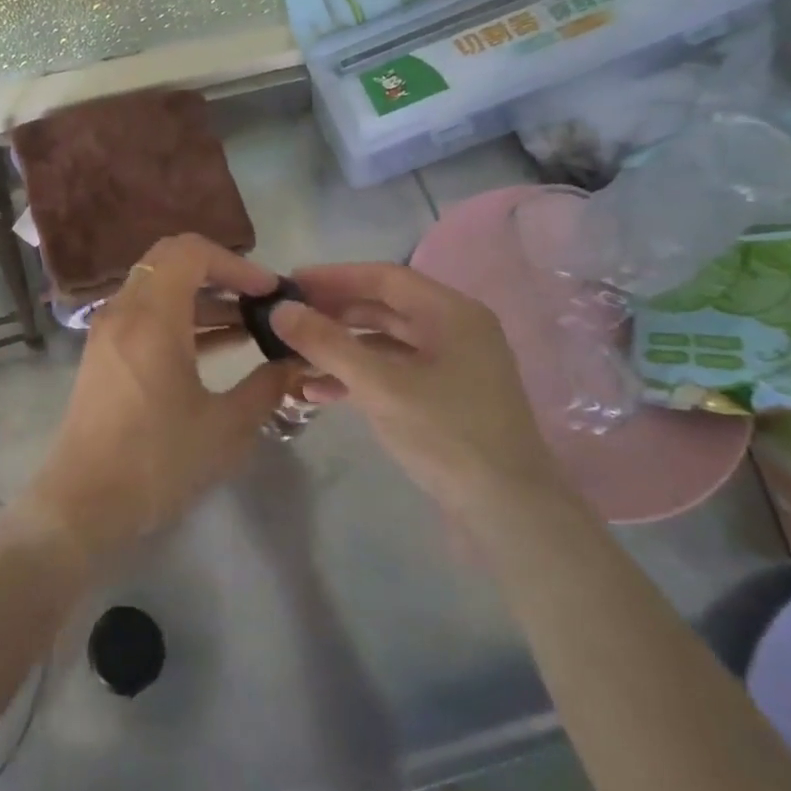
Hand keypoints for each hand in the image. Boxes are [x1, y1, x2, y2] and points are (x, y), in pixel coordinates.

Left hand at [24, 234, 296, 563]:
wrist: (84, 503)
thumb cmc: (157, 462)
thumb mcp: (226, 427)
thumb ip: (267, 386)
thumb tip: (294, 363)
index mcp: (151, 317)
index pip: (191, 252)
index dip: (236, 263)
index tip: (269, 293)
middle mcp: (124, 311)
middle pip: (171, 260)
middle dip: (220, 272)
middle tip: (259, 301)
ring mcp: (108, 330)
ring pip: (159, 287)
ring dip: (203, 297)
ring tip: (250, 326)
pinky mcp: (104, 352)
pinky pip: (146, 313)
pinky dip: (181, 317)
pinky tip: (218, 346)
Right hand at [270, 264, 570, 523]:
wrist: (510, 514)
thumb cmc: (448, 436)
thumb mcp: (380, 386)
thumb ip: (328, 344)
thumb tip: (280, 309)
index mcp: (452, 313)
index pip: (384, 277)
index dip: (333, 277)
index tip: (289, 283)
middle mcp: (455, 330)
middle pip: (384, 307)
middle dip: (333, 313)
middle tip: (287, 319)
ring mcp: (452, 365)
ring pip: (385, 342)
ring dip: (340, 347)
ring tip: (293, 356)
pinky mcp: (445, 397)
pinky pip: (393, 372)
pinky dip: (358, 376)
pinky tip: (319, 392)